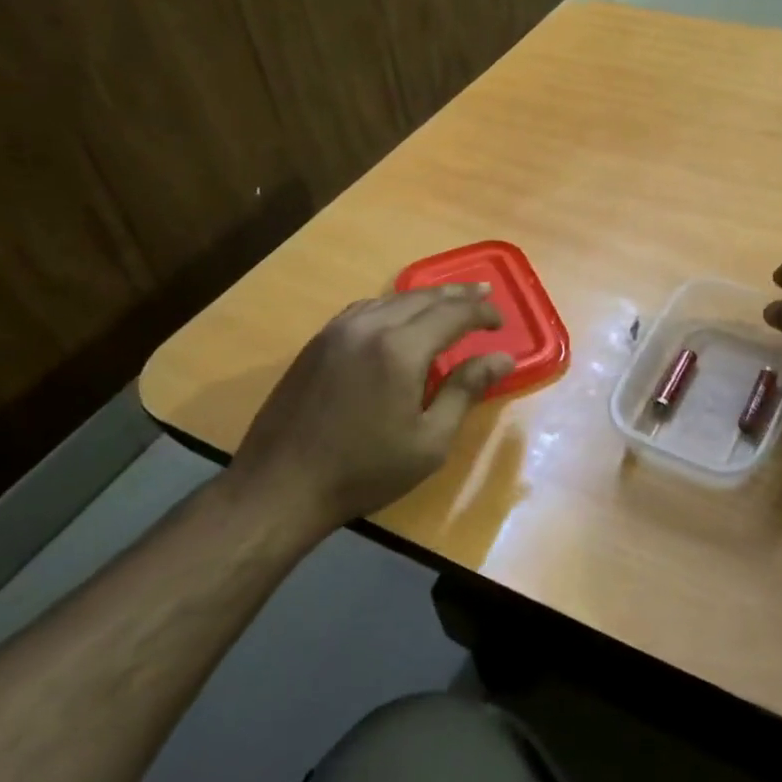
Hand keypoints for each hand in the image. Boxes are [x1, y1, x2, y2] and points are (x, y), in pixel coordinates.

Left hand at [229, 284, 514, 527]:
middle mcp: (369, 326)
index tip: (500, 322)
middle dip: (458, 294)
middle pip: (422, 297)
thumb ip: (466, 391)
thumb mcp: (429, 441)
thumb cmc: (364, 470)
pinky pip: (364, 309)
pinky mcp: (318, 342)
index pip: (453, 314)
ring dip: (425, 297)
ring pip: (391, 298)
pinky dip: (392, 305)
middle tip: (484, 293)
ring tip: (448, 301)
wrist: (280, 487)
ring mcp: (338, 331)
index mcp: (400, 349)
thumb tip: (501, 358)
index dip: (481, 312)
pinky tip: (398, 318)